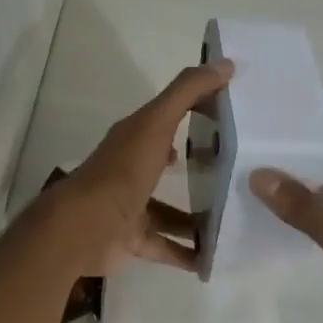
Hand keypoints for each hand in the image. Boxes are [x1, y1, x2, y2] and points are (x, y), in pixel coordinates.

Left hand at [58, 59, 234, 279]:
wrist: (85, 227)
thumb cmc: (123, 170)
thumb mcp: (157, 123)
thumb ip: (188, 92)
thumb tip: (225, 63)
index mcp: (135, 138)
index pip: (167, 118)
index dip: (195, 112)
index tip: (230, 115)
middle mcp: (131, 170)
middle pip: (167, 164)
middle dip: (198, 167)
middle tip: (238, 172)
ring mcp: (131, 207)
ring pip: (169, 211)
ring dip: (196, 217)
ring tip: (233, 219)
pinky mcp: (132, 241)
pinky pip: (165, 247)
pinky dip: (187, 253)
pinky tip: (214, 259)